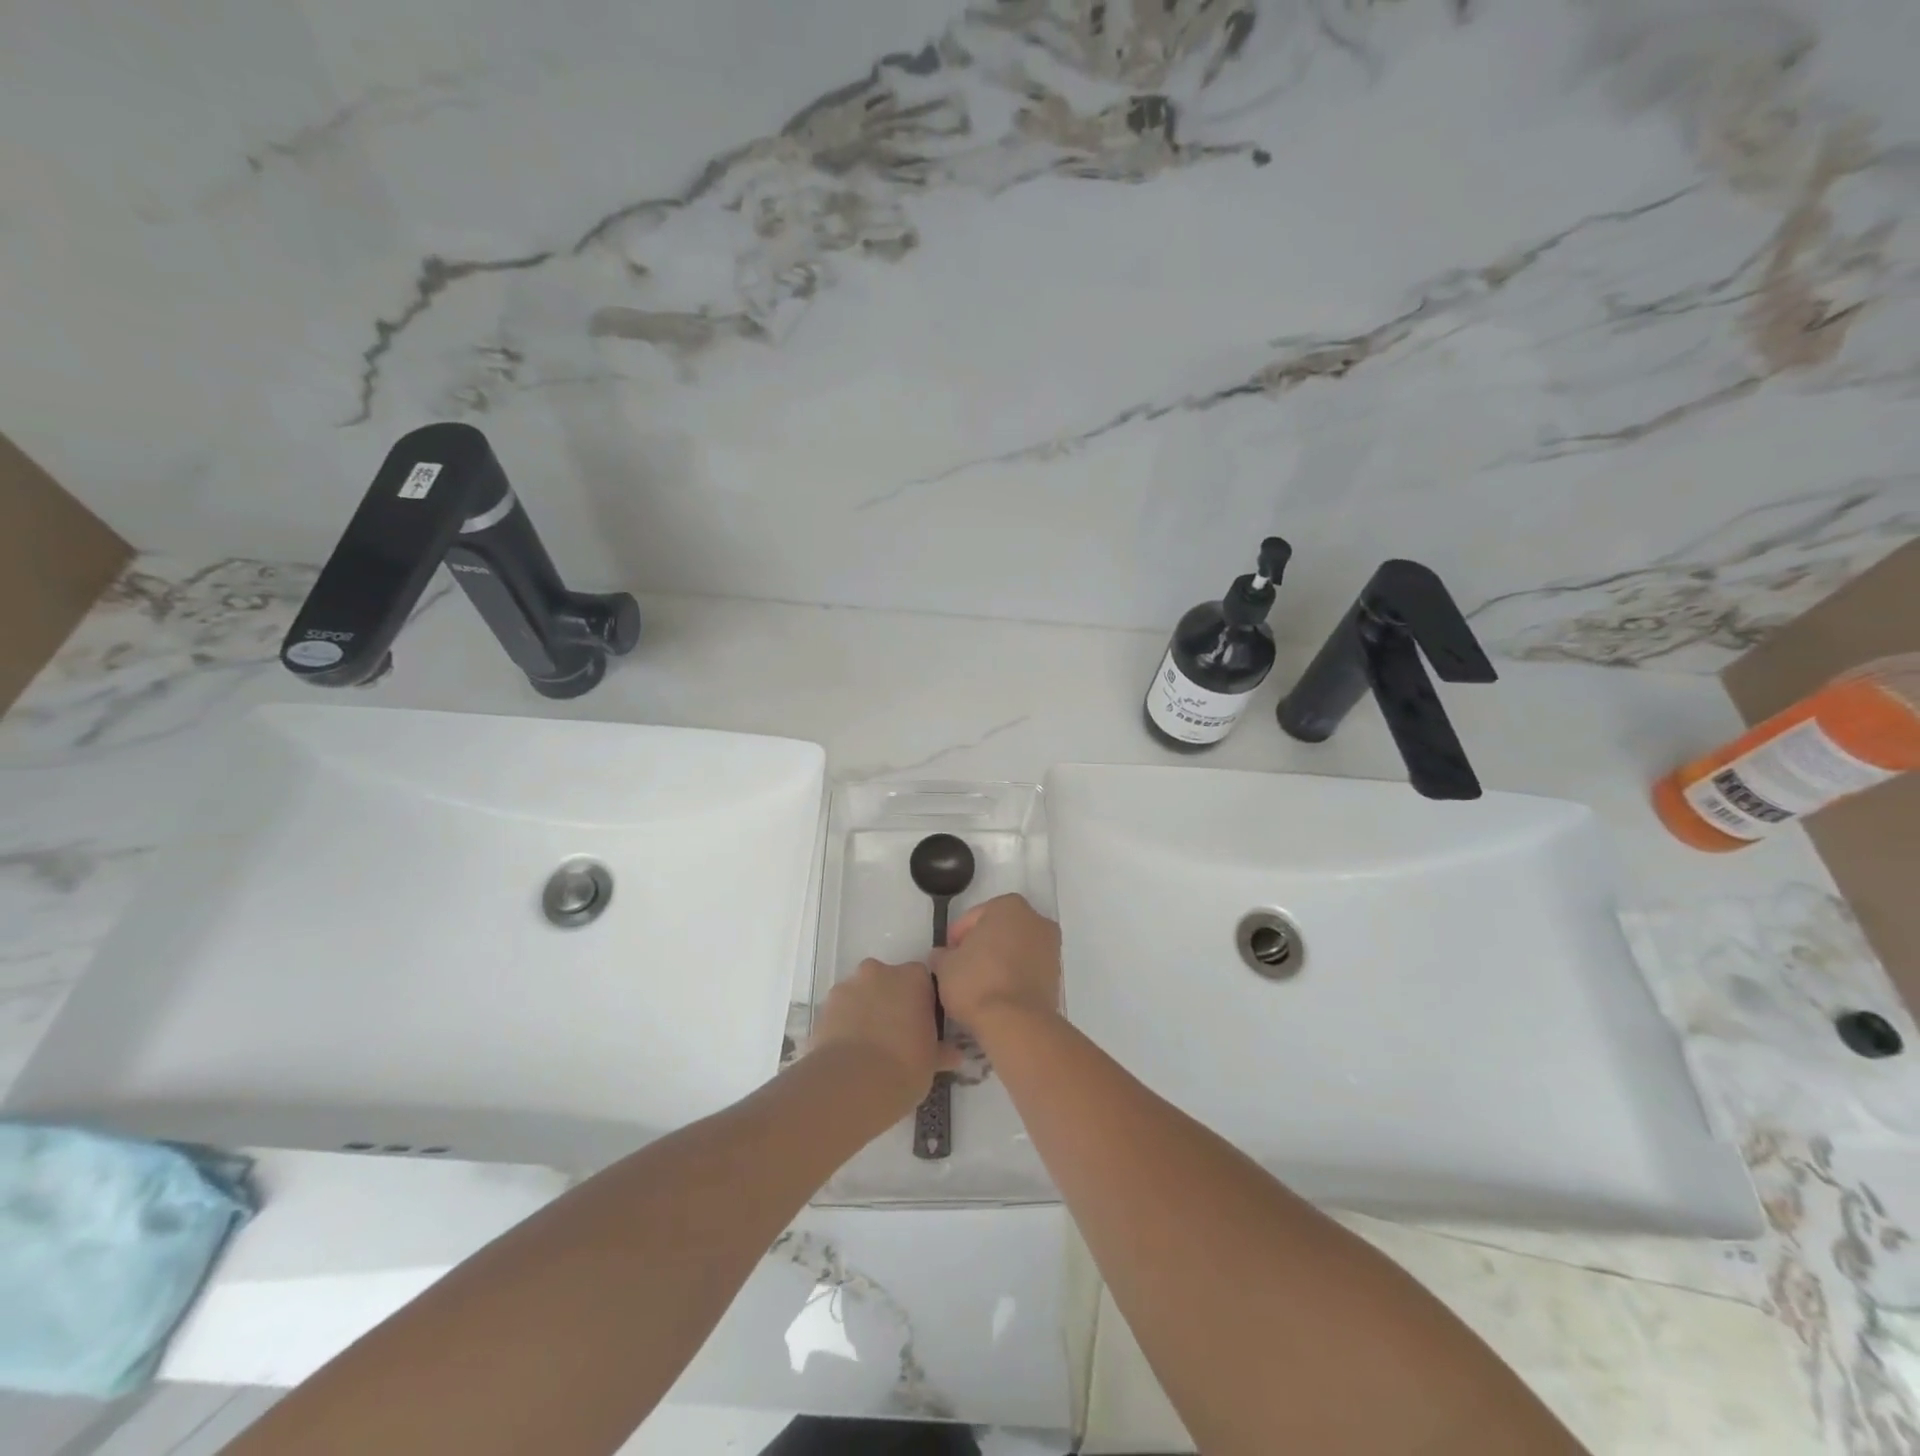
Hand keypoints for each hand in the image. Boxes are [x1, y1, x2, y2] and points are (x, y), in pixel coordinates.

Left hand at [808, 959, 960, 1111]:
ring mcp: (849, 986)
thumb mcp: (931, 1062)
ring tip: (868, 1047)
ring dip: (866, 1011)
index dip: (921, 1002)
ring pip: (862, 994)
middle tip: (895, 1035)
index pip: (922, 980)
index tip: (921, 1025)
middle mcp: (880, 972)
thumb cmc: (905, 1067)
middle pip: (888, 981)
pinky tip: (849, 1051)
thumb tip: (955, 1054)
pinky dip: (844, 1024)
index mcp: (913, 978)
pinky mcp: (825, 1006)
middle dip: (891, 1001)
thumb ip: (941, 1050)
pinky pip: (840, 1011)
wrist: (853, 1084)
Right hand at [935, 894, 1061, 1040]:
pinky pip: (1028, 969)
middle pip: (999, 930)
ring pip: (1016, 949)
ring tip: (979, 985)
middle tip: (961, 968)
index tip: (946, 957)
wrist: (1017, 1023)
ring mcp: (1051, 947)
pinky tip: (997, 994)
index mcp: (1008, 906)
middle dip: (981, 946)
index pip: (974, 917)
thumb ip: (943, 955)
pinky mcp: (1057, 975)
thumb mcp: (945, 966)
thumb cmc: (977, 982)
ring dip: (999, 961)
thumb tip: (943, 956)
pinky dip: (1014, 976)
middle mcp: (1036, 919)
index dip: (956, 937)